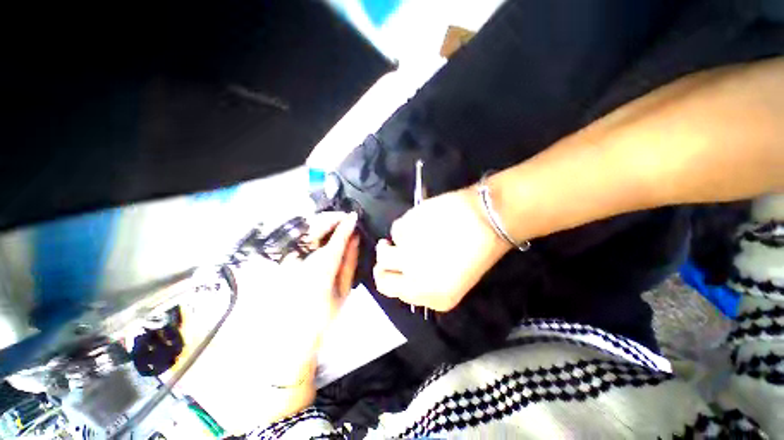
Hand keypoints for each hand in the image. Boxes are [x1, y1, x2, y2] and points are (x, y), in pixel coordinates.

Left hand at [182, 212, 358, 431]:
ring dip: (320, 222)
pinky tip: (317, 235)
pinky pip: (293, 237)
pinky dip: (308, 231)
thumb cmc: (322, 317)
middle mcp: (298, 259)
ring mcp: (284, 259)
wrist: (288, 339)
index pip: (336, 239)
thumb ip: (349, 261)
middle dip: (331, 218)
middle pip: (314, 226)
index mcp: (319, 269)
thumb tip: (355, 238)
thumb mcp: (343, 291)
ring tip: (333, 225)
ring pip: (302, 228)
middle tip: (344, 219)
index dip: (346, 225)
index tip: (354, 216)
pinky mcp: (275, 260)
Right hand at [374, 188, 510, 311]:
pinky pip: (396, 229)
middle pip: (381, 275)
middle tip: (388, 251)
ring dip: (393, 242)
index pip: (392, 291)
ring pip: (383, 249)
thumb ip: (426, 281)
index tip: (393, 269)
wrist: (486, 219)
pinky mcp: (404, 229)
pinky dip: (404, 226)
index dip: (392, 278)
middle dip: (383, 265)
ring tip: (411, 233)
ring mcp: (406, 254)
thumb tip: (404, 270)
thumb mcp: (455, 280)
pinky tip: (420, 221)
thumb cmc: (479, 250)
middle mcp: (414, 279)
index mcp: (432, 296)